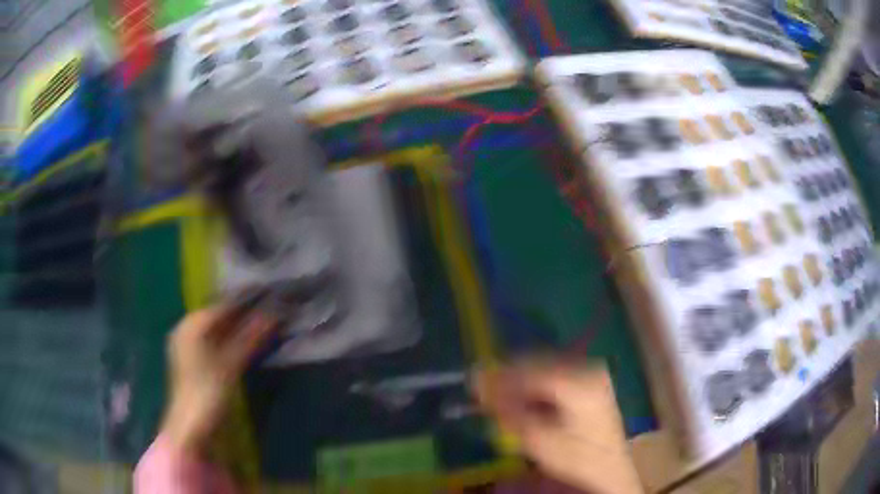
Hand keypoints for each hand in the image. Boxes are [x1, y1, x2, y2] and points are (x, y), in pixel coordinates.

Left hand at [161, 304, 276, 452]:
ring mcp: (189, 345)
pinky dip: (232, 340)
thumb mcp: (230, 365)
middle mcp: (187, 329)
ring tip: (265, 322)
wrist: (189, 427)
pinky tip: (248, 341)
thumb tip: (273, 314)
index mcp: (192, 325)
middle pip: (220, 316)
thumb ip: (250, 338)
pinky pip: (216, 341)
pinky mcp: (194, 360)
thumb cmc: (207, 393)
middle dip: (244, 313)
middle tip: (271, 308)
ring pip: (218, 329)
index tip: (269, 294)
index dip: (246, 300)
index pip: (223, 305)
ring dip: (240, 327)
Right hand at [474, 362, 642, 493]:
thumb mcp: (540, 441)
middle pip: (538, 365)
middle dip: (508, 377)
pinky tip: (522, 397)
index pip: (531, 371)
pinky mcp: (591, 379)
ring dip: (519, 380)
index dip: (500, 376)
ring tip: (498, 395)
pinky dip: (534, 384)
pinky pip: (554, 374)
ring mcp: (592, 372)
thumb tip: (480, 389)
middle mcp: (588, 369)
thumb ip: (510, 413)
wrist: (611, 467)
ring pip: (544, 367)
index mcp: (580, 384)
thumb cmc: (577, 458)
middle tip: (481, 389)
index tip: (474, 382)